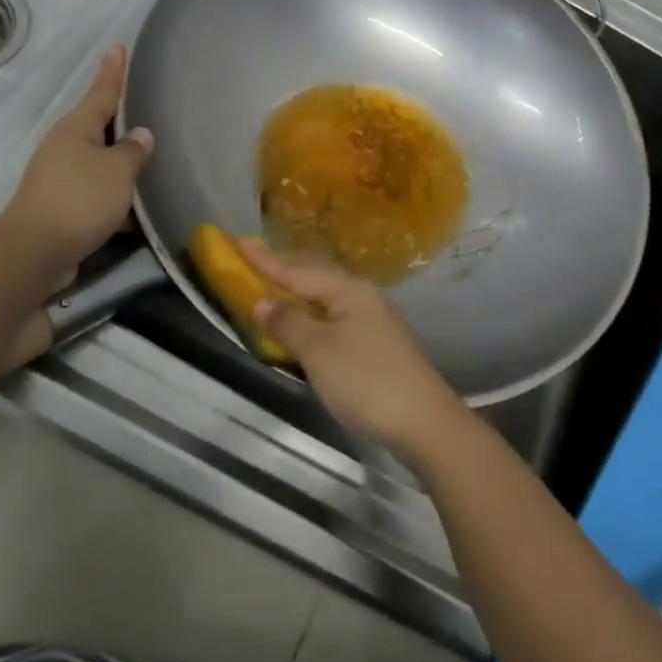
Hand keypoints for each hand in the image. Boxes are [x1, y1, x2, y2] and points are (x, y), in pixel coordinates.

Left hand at [0, 45, 152, 286]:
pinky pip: (96, 190)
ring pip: (99, 161)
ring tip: (149, 160)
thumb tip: (140, 135)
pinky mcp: (61, 205)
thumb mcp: (118, 171)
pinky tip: (136, 208)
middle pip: (98, 126)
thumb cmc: (80, 200)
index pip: (101, 92)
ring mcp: (60, 176)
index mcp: (76, 129)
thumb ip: (133, 151)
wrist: (35, 251)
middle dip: (120, 119)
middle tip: (144, 105)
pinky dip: (115, 195)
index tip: (118, 47)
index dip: (113, 71)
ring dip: (120, 162)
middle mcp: (65, 146)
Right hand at [238, 240, 465, 463]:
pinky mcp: (379, 342)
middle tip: (253, 260)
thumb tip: (264, 302)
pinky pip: (336, 315)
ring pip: (327, 296)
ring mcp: (374, 318)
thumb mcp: (319, 351)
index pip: (297, 271)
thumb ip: (288, 323)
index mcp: (348, 290)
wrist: (423, 420)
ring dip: (299, 291)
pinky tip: (306, 321)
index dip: (265, 259)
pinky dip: (313, 313)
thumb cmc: (365, 380)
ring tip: (274, 286)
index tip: (238, 241)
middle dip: (284, 269)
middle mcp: (363, 295)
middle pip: (315, 277)